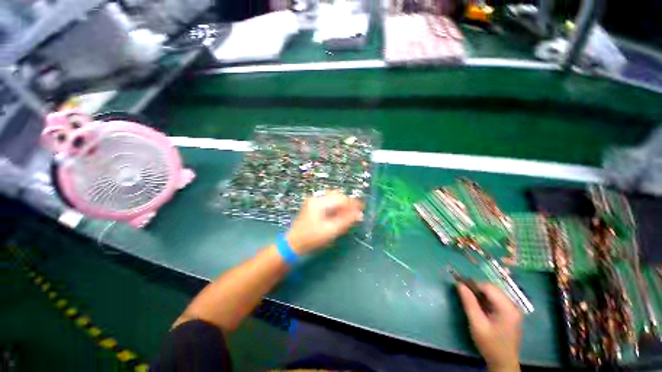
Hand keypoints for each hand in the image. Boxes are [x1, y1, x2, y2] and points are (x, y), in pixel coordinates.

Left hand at [286, 190, 363, 254]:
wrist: (294, 244)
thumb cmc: (312, 238)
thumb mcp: (331, 231)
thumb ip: (346, 221)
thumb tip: (360, 214)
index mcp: (319, 202)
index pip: (340, 198)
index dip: (352, 203)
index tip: (362, 209)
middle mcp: (316, 198)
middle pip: (337, 195)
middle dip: (348, 203)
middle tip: (355, 213)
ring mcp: (314, 201)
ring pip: (333, 198)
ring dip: (342, 205)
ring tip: (349, 215)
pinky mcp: (314, 205)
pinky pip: (329, 202)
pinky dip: (336, 207)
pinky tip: (339, 215)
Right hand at [458, 283, 521, 371]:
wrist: (503, 363)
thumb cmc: (490, 344)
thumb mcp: (477, 324)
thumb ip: (469, 303)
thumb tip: (459, 284)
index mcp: (507, 308)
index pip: (489, 287)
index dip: (473, 285)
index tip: (460, 287)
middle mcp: (513, 306)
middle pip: (492, 289)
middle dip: (476, 289)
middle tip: (463, 294)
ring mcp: (513, 310)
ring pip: (493, 293)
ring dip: (480, 294)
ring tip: (470, 301)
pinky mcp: (510, 313)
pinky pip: (496, 299)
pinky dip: (485, 300)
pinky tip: (479, 307)